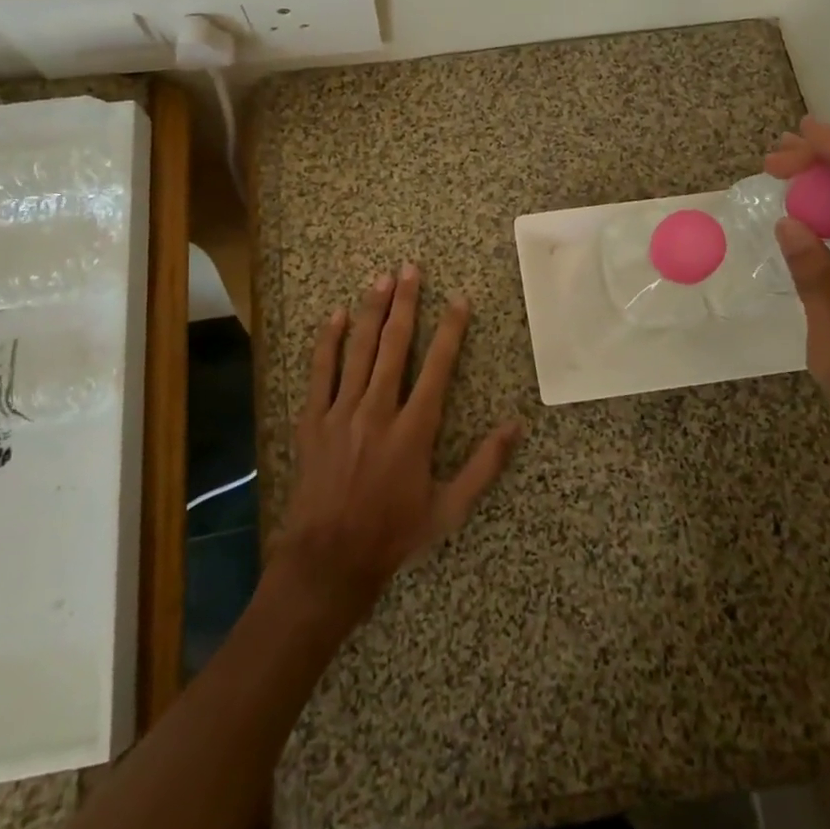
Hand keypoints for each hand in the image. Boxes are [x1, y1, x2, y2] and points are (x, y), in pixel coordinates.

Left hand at [269, 263, 524, 630]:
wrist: (329, 559)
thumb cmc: (394, 534)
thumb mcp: (449, 508)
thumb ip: (485, 465)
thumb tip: (516, 425)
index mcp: (414, 429)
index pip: (437, 367)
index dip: (451, 330)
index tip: (459, 300)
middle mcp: (378, 410)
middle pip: (395, 346)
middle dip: (406, 304)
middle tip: (412, 269)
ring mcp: (341, 412)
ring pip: (359, 350)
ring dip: (372, 311)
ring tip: (381, 279)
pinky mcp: (313, 420)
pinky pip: (320, 372)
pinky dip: (328, 342)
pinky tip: (336, 316)